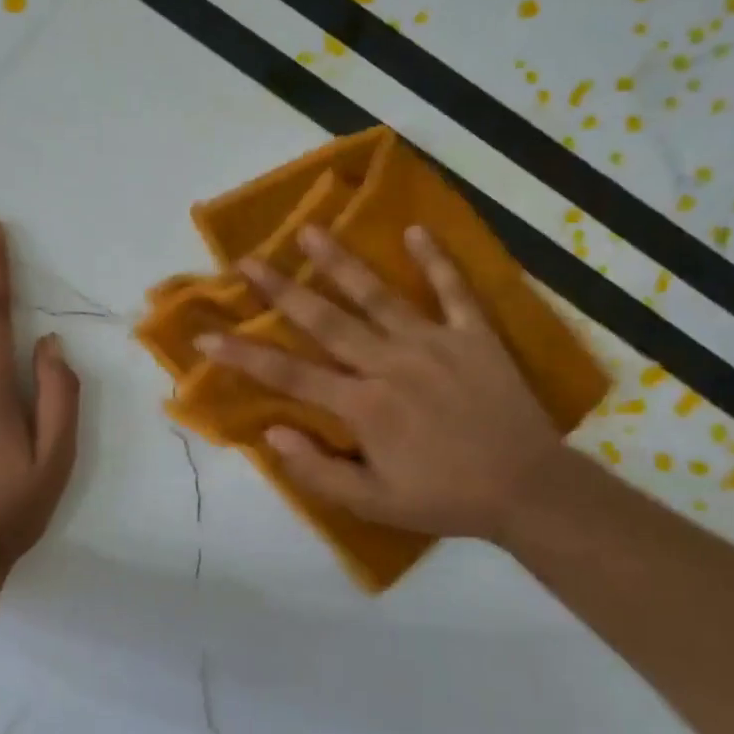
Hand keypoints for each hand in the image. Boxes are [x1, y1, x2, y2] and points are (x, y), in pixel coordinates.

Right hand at [196, 224, 563, 541]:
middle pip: (325, 321)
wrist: (528, 490)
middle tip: (247, 261)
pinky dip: (436, 260)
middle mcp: (390, 363)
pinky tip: (416, 230)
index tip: (205, 335)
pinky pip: (453, 291)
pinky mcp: (474, 335)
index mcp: (363, 405)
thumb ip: (317, 471)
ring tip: (310, 231)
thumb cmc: (445, 497)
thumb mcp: (373, 503)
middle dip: (281, 290)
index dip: (241, 354)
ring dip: (341, 262)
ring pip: (378, 295)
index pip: (289, 375)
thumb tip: (270, 432)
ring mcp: (433, 343)